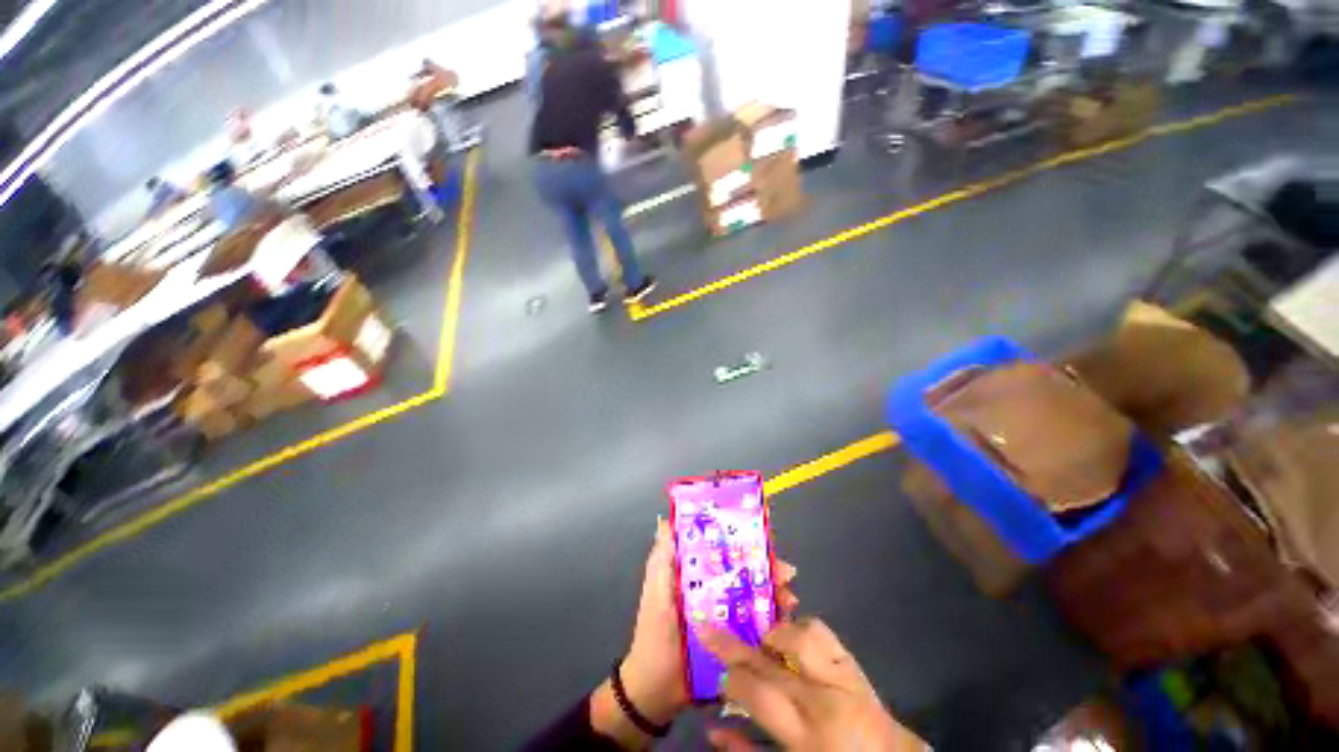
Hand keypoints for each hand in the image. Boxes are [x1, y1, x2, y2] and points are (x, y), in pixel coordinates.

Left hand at [591, 518, 797, 748]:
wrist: (657, 691)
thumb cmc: (655, 632)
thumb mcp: (656, 591)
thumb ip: (661, 559)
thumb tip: (665, 521)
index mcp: (697, 575)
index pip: (723, 549)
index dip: (742, 541)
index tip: (763, 536)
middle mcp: (716, 590)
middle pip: (746, 571)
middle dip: (767, 567)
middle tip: (785, 572)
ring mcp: (728, 615)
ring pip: (757, 595)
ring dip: (775, 592)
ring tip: (789, 597)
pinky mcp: (737, 640)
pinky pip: (760, 625)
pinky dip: (776, 619)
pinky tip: (787, 619)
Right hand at [700, 618, 924, 751]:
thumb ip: (747, 751)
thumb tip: (712, 729)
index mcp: (804, 734)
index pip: (756, 692)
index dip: (731, 678)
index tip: (718, 674)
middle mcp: (822, 699)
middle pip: (768, 661)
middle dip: (733, 645)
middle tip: (709, 629)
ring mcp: (841, 676)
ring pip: (799, 635)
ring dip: (774, 634)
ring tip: (763, 643)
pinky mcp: (853, 664)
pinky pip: (822, 632)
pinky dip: (800, 629)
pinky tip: (790, 640)